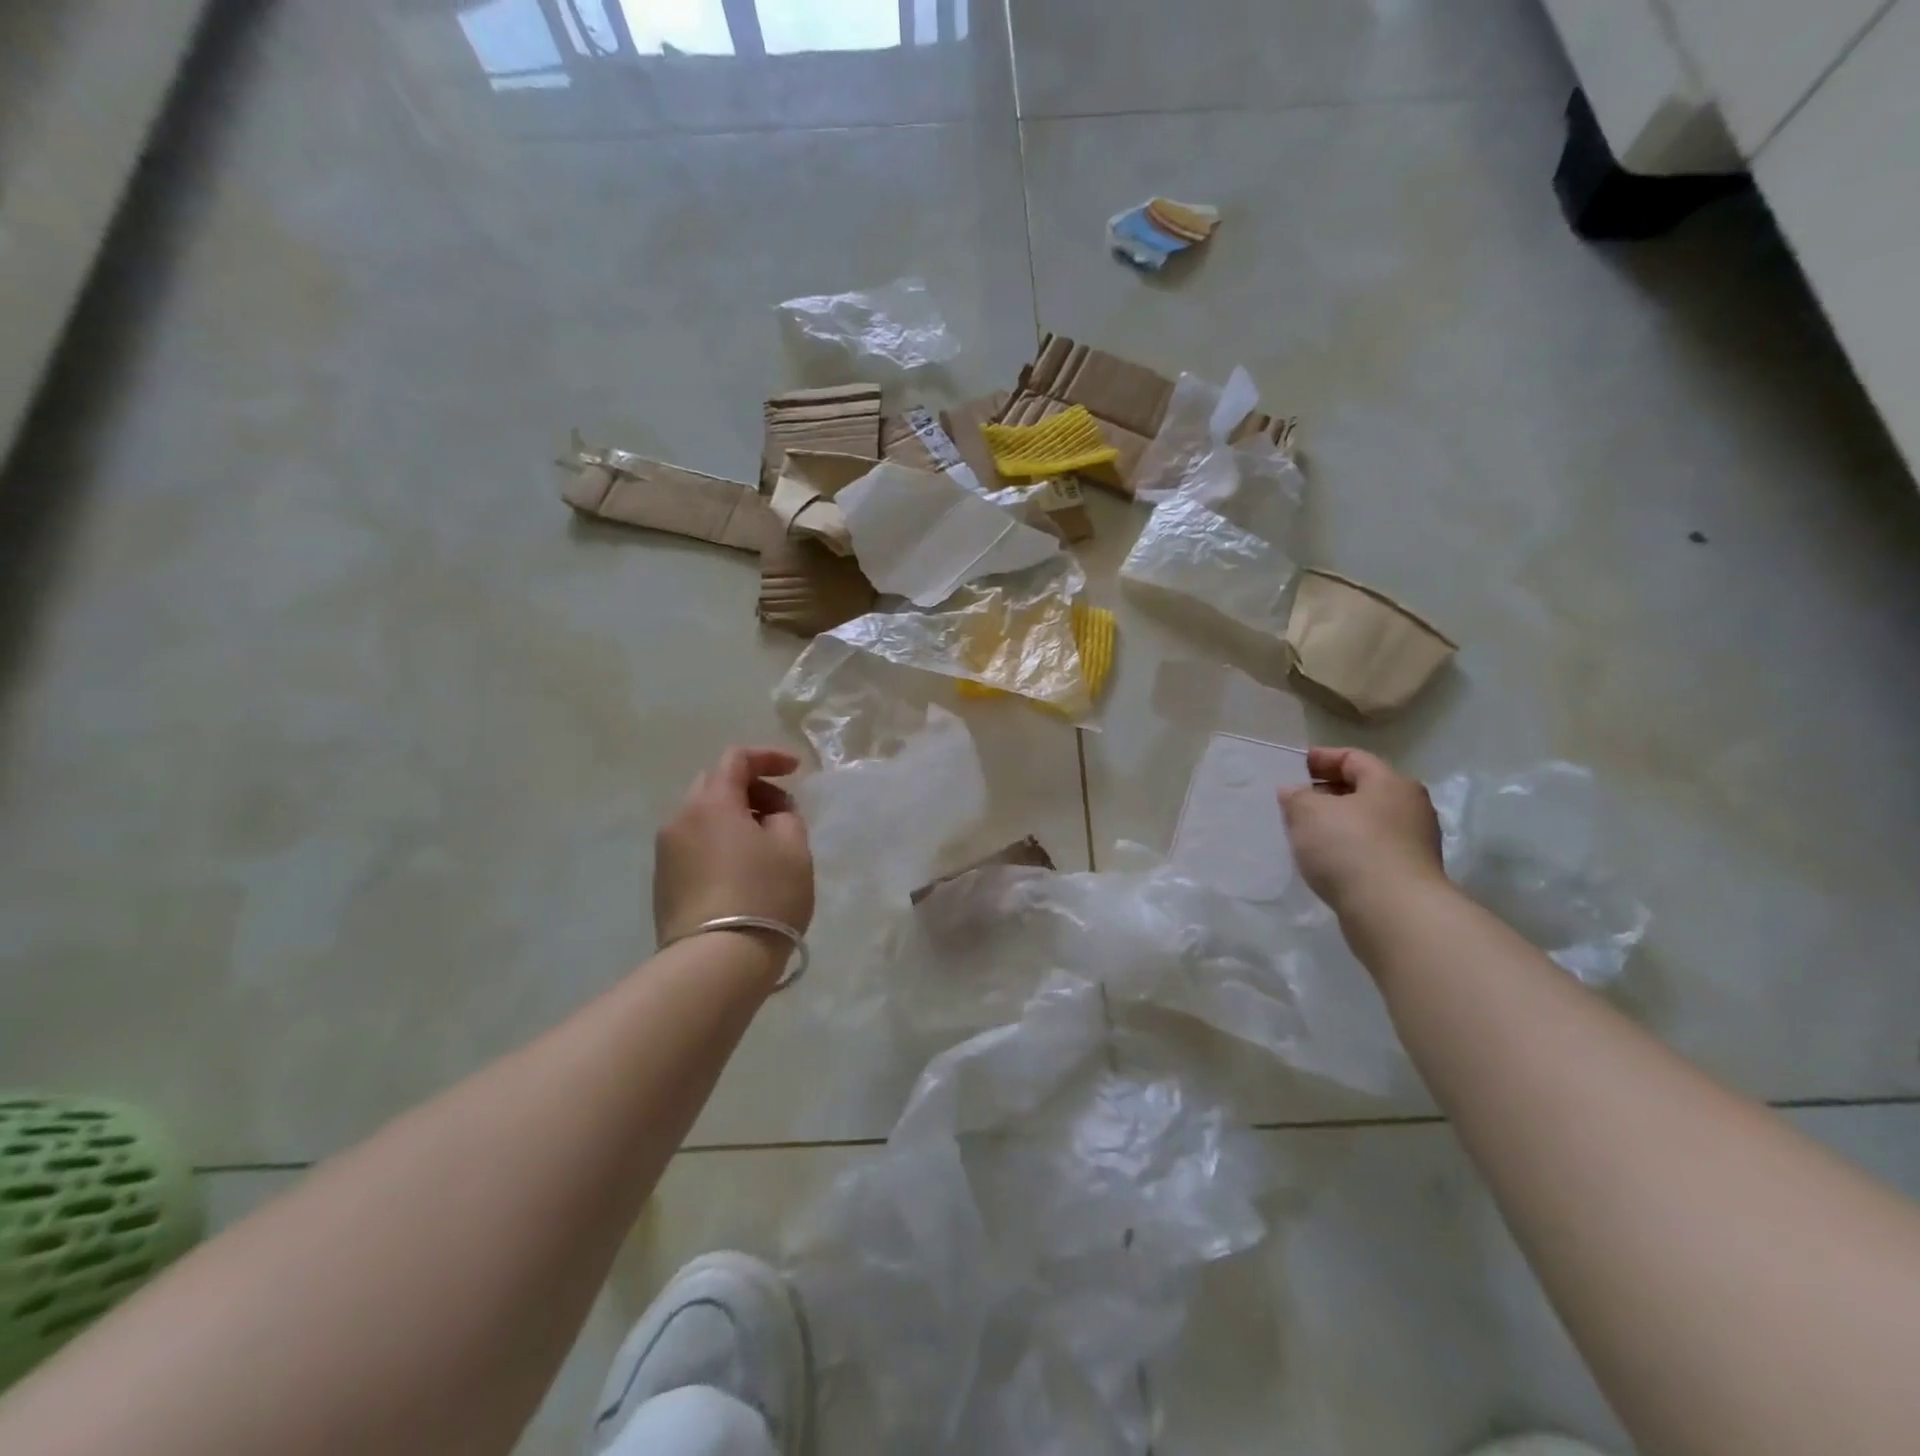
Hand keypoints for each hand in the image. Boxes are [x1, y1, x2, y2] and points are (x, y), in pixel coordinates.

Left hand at [654, 747, 813, 948]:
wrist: (715, 963)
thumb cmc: (763, 896)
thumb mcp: (794, 848)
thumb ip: (786, 816)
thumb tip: (770, 815)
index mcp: (712, 803)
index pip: (736, 759)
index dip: (769, 757)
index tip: (797, 771)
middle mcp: (680, 819)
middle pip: (715, 784)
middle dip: (752, 788)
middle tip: (782, 812)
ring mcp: (666, 853)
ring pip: (703, 817)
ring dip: (735, 818)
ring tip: (766, 845)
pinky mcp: (664, 883)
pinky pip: (695, 845)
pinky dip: (720, 842)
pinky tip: (743, 870)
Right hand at [1278, 746, 1444, 915]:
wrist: (1394, 912)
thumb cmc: (1351, 848)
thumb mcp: (1309, 812)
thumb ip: (1296, 796)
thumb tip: (1294, 792)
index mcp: (1391, 783)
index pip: (1353, 758)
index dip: (1321, 758)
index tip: (1293, 766)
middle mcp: (1410, 808)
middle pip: (1363, 790)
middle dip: (1327, 792)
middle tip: (1294, 800)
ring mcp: (1414, 843)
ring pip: (1367, 822)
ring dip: (1337, 823)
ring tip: (1304, 832)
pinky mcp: (1408, 875)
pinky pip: (1370, 850)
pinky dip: (1346, 849)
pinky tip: (1324, 860)